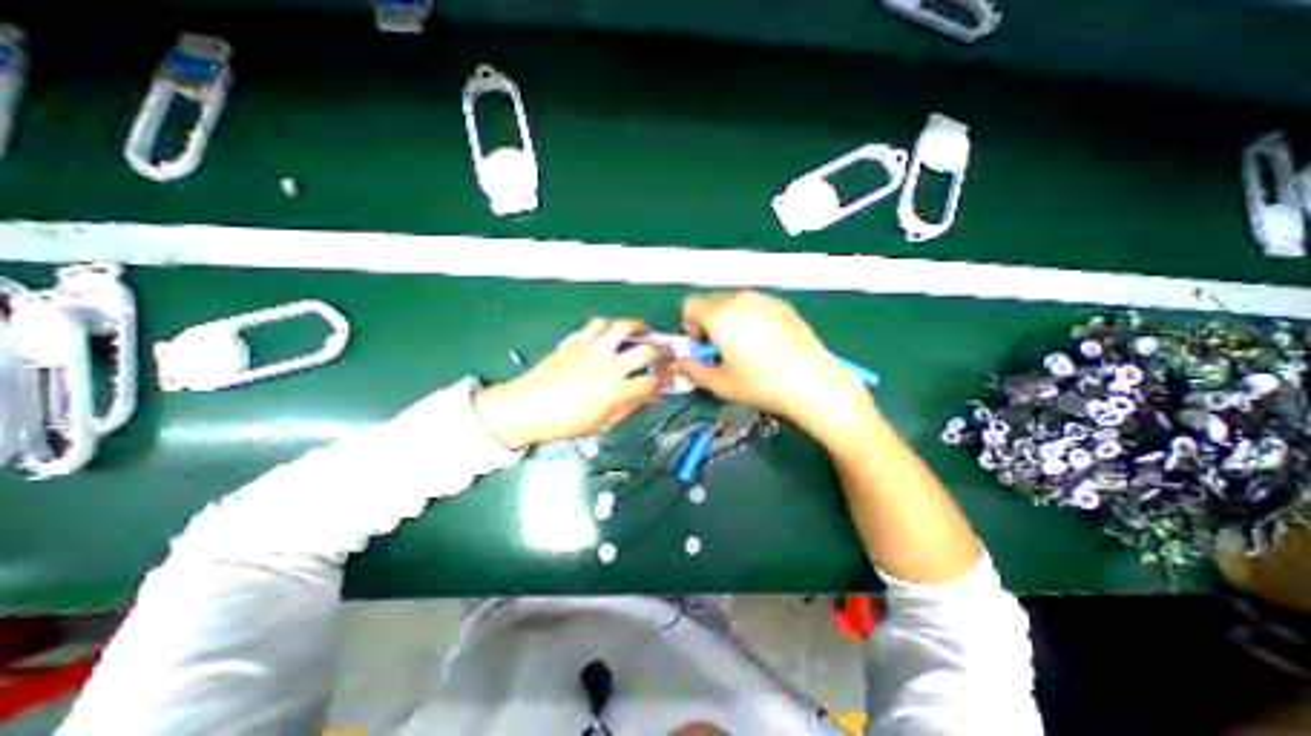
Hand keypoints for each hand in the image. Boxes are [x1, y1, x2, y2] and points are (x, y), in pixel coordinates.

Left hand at [473, 315, 669, 447]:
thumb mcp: (602, 423)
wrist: (527, 407)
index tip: (673, 374)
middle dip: (664, 350)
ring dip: (640, 327)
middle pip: (646, 350)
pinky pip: (598, 323)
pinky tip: (613, 332)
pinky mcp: (577, 340)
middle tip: (667, 351)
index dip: (668, 377)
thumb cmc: (565, 422)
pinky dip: (611, 325)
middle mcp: (608, 367)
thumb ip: (631, 407)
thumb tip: (651, 395)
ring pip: (624, 327)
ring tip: (645, 331)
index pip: (653, 381)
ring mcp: (592, 350)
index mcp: (615, 392)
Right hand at [675, 290, 868, 442]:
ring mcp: (764, 299)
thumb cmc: (761, 385)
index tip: (703, 346)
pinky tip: (766, 342)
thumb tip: (678, 365)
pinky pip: (755, 304)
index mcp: (720, 316)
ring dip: (729, 318)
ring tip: (744, 346)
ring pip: (733, 301)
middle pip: (711, 301)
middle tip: (722, 348)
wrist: (812, 383)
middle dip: (709, 321)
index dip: (690, 325)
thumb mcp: (720, 384)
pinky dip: (750, 316)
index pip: (690, 305)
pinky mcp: (782, 305)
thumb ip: (692, 370)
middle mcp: (740, 300)